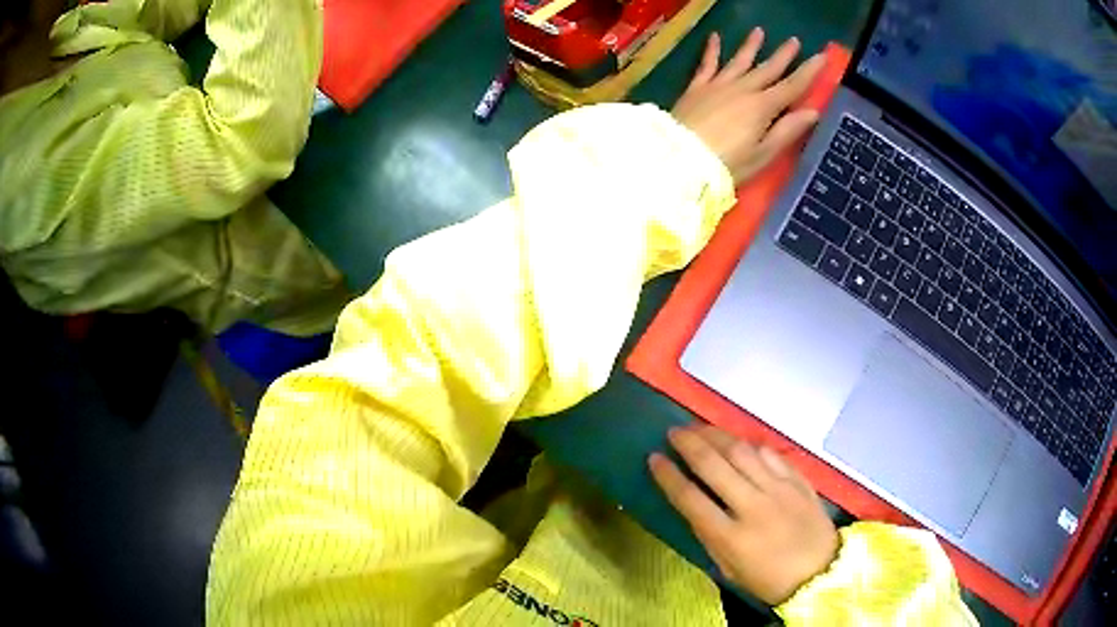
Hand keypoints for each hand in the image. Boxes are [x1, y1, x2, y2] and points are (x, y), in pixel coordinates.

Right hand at [648, 424, 838, 604]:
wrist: (820, 572)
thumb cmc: (768, 578)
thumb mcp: (728, 567)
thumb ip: (709, 535)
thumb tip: (692, 504)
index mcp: (731, 537)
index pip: (690, 498)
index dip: (668, 475)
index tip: (654, 458)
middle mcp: (753, 507)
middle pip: (714, 465)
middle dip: (689, 443)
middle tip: (674, 431)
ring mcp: (779, 490)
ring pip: (742, 451)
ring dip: (716, 435)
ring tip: (700, 427)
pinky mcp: (798, 480)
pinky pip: (770, 454)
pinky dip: (749, 444)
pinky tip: (738, 441)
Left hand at [672, 29, 825, 184]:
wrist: (680, 159)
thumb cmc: (727, 164)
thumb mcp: (764, 153)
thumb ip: (787, 131)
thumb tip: (812, 112)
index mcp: (763, 107)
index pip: (792, 86)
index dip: (809, 71)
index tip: (822, 56)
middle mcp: (743, 89)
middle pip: (767, 69)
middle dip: (783, 55)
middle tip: (794, 40)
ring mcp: (718, 85)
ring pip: (739, 61)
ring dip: (750, 46)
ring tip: (759, 32)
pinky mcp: (697, 88)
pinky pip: (706, 64)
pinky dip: (712, 50)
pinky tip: (715, 37)